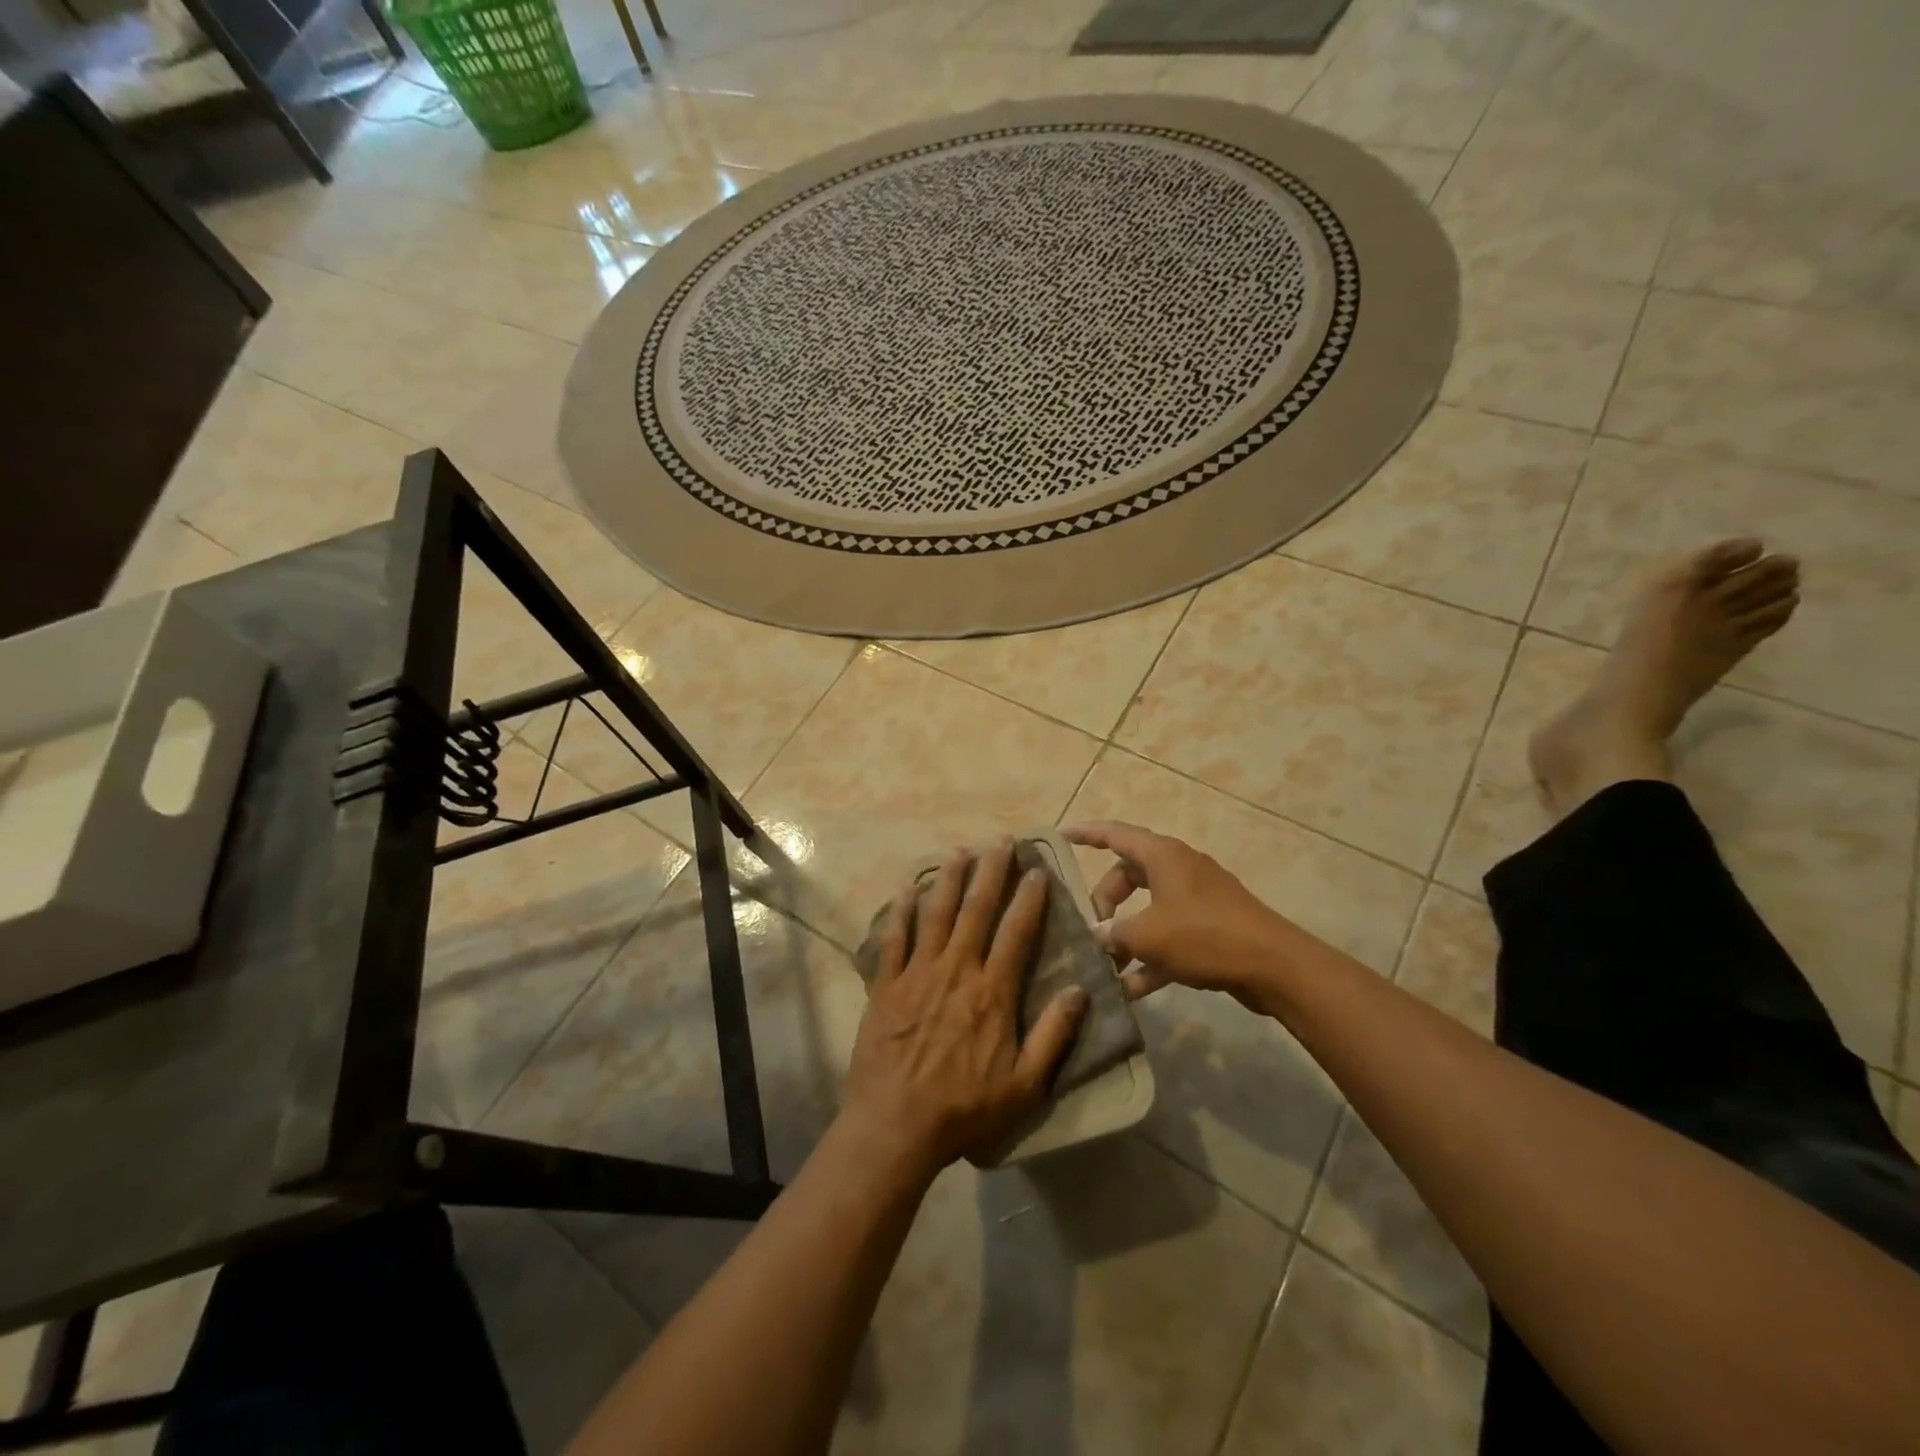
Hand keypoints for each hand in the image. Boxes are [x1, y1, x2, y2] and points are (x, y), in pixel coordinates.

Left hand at [842, 840, 1088, 1174]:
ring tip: (959, 851)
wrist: (896, 1125)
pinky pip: (894, 938)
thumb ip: (1054, 1035)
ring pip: (936, 914)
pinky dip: (901, 910)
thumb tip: (1080, 991)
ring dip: (948, 879)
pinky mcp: (886, 985)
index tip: (1037, 870)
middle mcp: (957, 970)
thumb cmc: (965, 1108)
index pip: (1017, 932)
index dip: (1029, 899)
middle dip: (991, 872)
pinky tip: (907, 888)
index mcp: (992, 992)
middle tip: (1000, 841)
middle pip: (976, 910)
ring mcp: (918, 974)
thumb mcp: (1025, 1084)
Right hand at [1063, 820, 1304, 1009]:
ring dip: (1126, 934)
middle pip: (1128, 875)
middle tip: (1093, 928)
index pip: (1115, 834)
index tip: (1062, 836)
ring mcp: (1196, 898)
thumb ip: (1113, 934)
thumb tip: (1096, 937)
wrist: (1273, 965)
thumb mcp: (1147, 935)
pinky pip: (1168, 934)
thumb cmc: (1204, 936)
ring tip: (1105, 964)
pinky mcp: (1210, 926)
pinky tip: (1131, 989)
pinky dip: (1150, 955)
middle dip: (1105, 901)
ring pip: (1148, 908)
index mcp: (1162, 856)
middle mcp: (1178, 869)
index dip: (1086, 834)